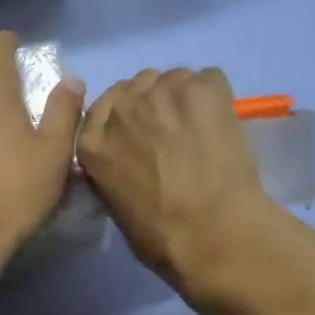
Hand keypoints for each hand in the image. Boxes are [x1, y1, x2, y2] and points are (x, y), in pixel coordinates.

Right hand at [78, 67, 277, 297]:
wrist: (212, 232)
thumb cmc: (161, 236)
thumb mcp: (116, 205)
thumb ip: (114, 170)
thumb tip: (132, 162)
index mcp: (92, 143)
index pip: (102, 108)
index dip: (126, 117)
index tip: (142, 133)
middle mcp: (122, 108)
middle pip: (137, 85)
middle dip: (154, 103)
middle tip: (174, 132)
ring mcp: (162, 92)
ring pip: (174, 78)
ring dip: (184, 98)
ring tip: (202, 129)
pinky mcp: (203, 88)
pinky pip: (209, 79)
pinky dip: (216, 97)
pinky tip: (222, 125)